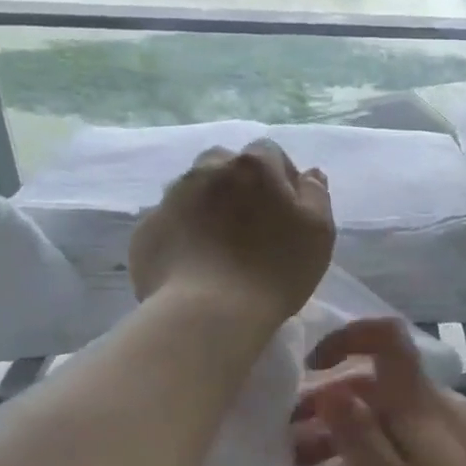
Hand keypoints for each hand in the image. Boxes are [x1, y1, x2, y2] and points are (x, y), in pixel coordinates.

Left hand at [128, 139, 333, 324]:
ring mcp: (170, 199)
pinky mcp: (146, 230)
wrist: (207, 312)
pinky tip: (195, 262)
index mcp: (253, 167)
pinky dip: (183, 232)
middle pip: (225, 164)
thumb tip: (310, 174)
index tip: (289, 208)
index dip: (281, 176)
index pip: (269, 152)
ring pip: (193, 189)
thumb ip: (316, 195)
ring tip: (221, 243)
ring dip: (208, 205)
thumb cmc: (275, 269)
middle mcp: (207, 171)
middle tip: (252, 221)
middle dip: (239, 183)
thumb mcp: (319, 232)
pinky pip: (170, 221)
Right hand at [293, 318, 465, 465]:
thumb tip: (331, 385)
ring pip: (395, 414)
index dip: (347, 338)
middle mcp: (446, 408)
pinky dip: (377, 448)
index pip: (388, 338)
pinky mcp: (465, 463)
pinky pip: (411, 438)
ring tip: (306, 464)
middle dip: (333, 399)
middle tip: (289, 437)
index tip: (308, 368)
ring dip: (351, 429)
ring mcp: (459, 435)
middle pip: (383, 383)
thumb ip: (355, 432)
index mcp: (425, 405)